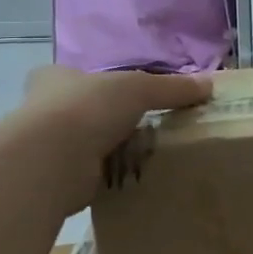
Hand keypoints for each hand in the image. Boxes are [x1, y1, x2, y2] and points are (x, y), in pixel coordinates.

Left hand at [16, 66, 213, 212]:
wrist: (50, 161)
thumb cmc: (88, 109)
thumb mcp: (140, 88)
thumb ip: (172, 87)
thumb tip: (208, 85)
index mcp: (56, 79)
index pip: (73, 75)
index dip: (95, 80)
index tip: (120, 92)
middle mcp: (44, 110)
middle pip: (81, 109)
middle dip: (106, 117)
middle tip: (143, 123)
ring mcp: (47, 147)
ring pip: (85, 143)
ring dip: (109, 148)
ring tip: (147, 151)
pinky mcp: (56, 178)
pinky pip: (91, 173)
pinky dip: (109, 174)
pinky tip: (134, 176)